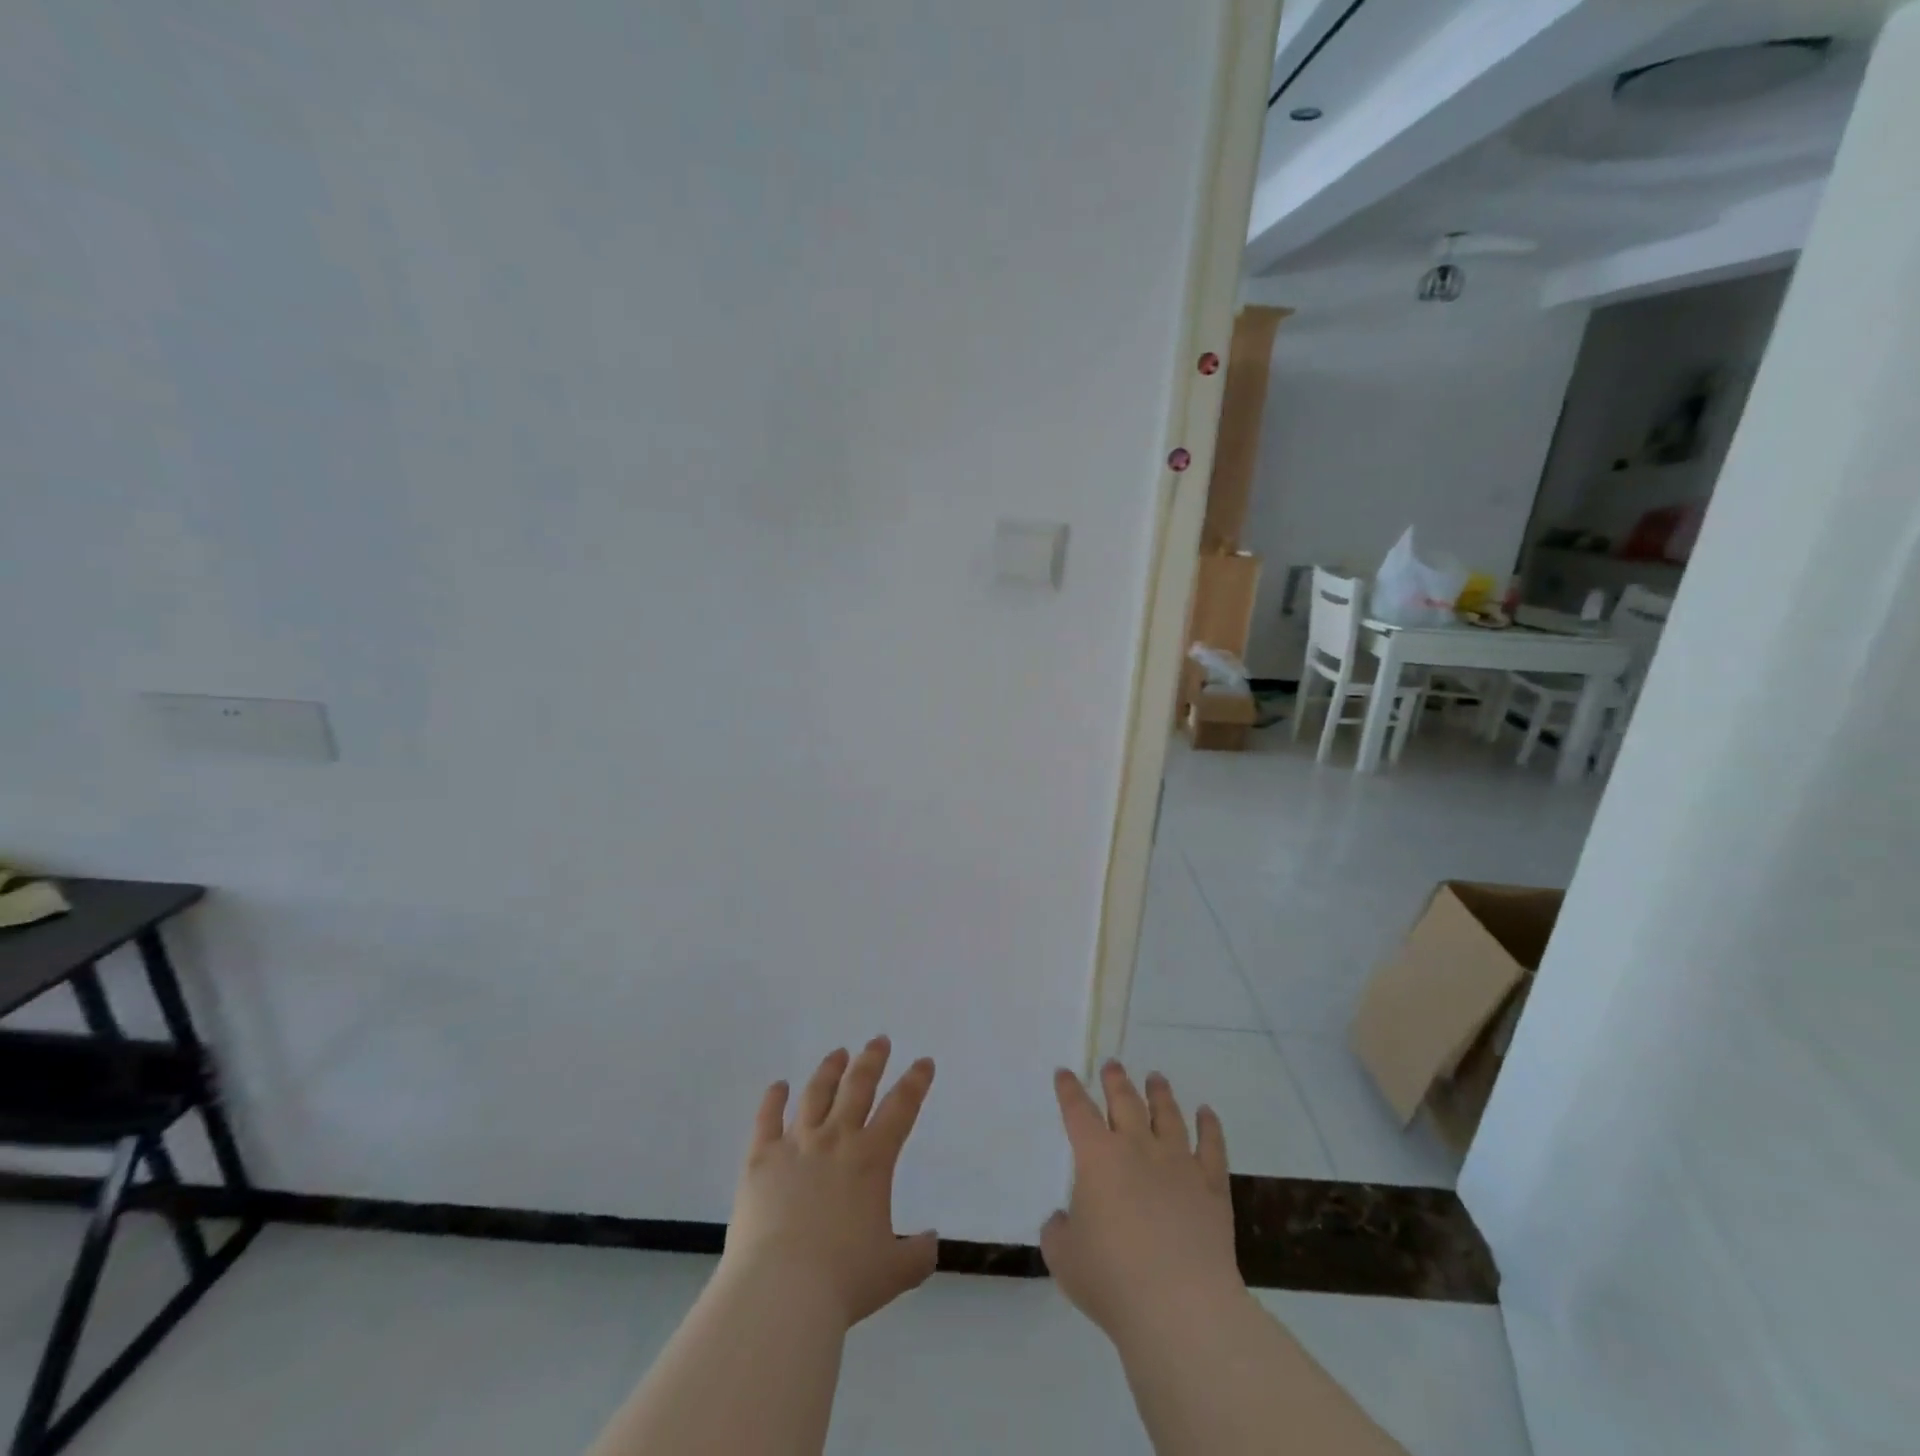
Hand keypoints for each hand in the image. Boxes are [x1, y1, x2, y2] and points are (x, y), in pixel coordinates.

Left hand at [721, 1036, 938, 1328]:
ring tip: (838, 1054)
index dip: (916, 1081)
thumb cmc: (843, 1281)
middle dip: (872, 1060)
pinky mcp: (761, 1159)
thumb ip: (918, 1254)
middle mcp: (836, 1140)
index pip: (902, 1107)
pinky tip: (778, 1085)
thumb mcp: (894, 1272)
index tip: (924, 1062)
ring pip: (816, 1094)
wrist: (781, 1291)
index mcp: (872, 1159)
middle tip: (879, 1041)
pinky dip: (773, 1099)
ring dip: (829, 1070)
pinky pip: (767, 1119)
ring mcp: (796, 1145)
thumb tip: (931, 1241)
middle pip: (858, 1086)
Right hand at [1041, 1061, 1242, 1340]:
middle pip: (1125, 1101)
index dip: (1069, 1090)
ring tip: (1156, 1078)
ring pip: (1168, 1115)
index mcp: (1097, 1157)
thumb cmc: (1112, 1279)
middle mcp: (1137, 1148)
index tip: (1065, 1073)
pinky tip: (1207, 1113)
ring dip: (1160, 1093)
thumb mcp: (1063, 1258)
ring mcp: (1178, 1164)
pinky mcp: (1211, 1187)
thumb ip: (1058, 1231)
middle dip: (1116, 1080)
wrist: (1180, 1306)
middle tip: (1113, 1065)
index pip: (1078, 1112)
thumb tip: (1064, 1219)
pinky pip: (1212, 1146)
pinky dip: (1209, 1126)